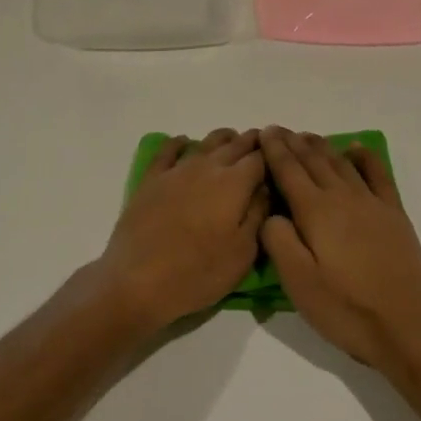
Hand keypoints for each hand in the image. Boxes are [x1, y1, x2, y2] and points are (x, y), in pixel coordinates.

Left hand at [91, 129, 268, 335]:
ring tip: (233, 142)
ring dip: (224, 139)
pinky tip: (185, 143)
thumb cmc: (198, 273)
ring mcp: (177, 170)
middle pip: (236, 145)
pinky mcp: (152, 179)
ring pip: (206, 142)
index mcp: (235, 183)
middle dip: (253, 142)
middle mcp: (208, 167)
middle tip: (263, 145)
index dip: (274, 155)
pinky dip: (181, 142)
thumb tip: (266, 188)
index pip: (261, 159)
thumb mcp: (243, 253)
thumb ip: (258, 214)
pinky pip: (168, 150)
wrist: (138, 280)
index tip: (282, 158)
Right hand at [259, 127, 420, 373]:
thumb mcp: (298, 283)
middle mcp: (342, 197)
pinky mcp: (393, 213)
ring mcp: (371, 203)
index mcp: (315, 212)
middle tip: (278, 130)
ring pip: (341, 163)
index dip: (274, 150)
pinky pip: (377, 174)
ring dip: (321, 146)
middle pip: (313, 161)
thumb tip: (270, 213)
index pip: (289, 171)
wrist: (407, 326)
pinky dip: (364, 157)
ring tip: (306, 136)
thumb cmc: (346, 308)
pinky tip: (355, 148)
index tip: (263, 132)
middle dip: (293, 143)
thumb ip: (278, 241)